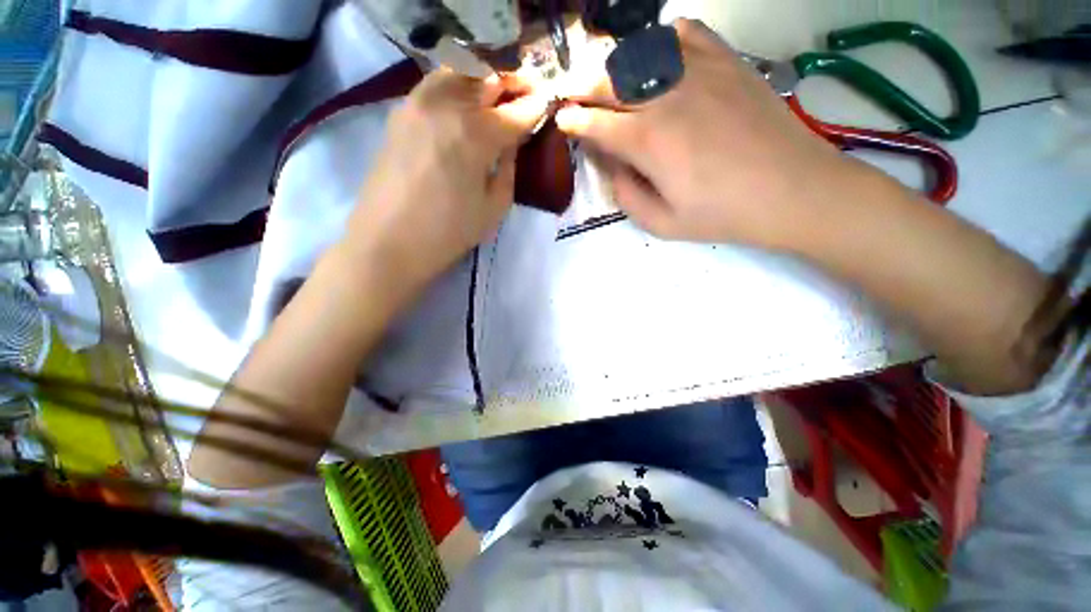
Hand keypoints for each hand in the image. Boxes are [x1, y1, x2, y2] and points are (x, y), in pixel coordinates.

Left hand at [341, 69, 548, 292]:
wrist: (389, 242)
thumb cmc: (449, 233)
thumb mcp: (494, 207)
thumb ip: (509, 167)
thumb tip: (514, 140)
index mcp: (475, 135)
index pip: (516, 111)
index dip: (536, 106)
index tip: (547, 103)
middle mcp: (447, 106)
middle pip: (488, 79)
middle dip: (513, 84)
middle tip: (528, 92)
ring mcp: (418, 103)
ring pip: (460, 72)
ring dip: (484, 79)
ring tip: (497, 94)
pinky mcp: (400, 111)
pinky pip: (435, 83)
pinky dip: (457, 83)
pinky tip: (465, 100)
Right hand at [556, 19, 853, 248]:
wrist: (793, 190)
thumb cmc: (723, 214)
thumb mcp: (661, 224)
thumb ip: (626, 195)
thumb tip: (614, 166)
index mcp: (647, 141)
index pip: (594, 123)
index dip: (572, 122)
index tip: (563, 121)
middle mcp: (665, 96)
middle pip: (609, 81)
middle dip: (584, 89)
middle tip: (576, 99)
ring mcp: (698, 71)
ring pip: (639, 53)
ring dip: (615, 67)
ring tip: (610, 82)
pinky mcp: (726, 61)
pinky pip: (684, 33)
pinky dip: (661, 40)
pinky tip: (658, 57)